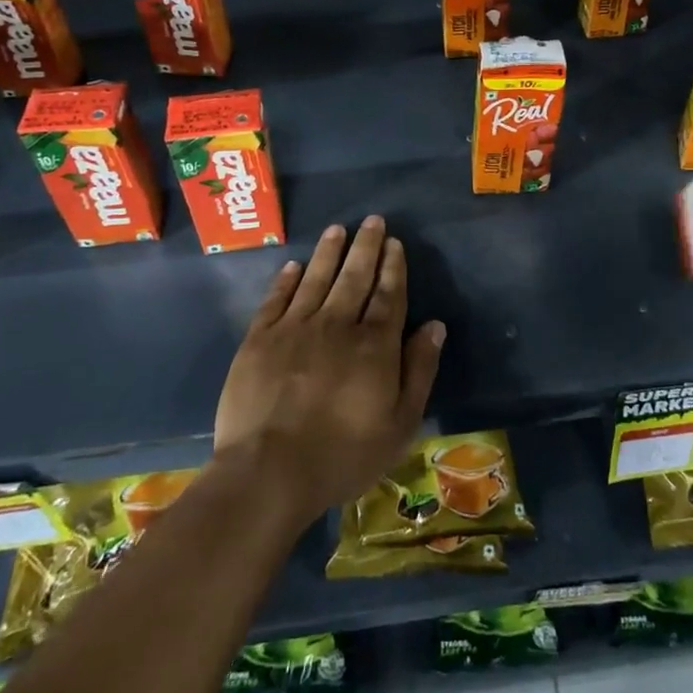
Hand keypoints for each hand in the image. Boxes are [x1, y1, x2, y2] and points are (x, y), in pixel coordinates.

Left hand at [213, 217, 445, 525]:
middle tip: (373, 221)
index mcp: (374, 344)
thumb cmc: (344, 454)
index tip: (395, 243)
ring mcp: (294, 329)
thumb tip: (434, 326)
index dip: (393, 267)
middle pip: (354, 277)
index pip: (388, 294)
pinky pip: (275, 300)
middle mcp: (336, 324)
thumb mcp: (400, 423)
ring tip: (337, 229)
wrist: (269, 472)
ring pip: (316, 279)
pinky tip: (293, 266)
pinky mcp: (259, 340)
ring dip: (328, 252)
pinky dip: (286, 280)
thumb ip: (419, 370)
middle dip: (366, 247)